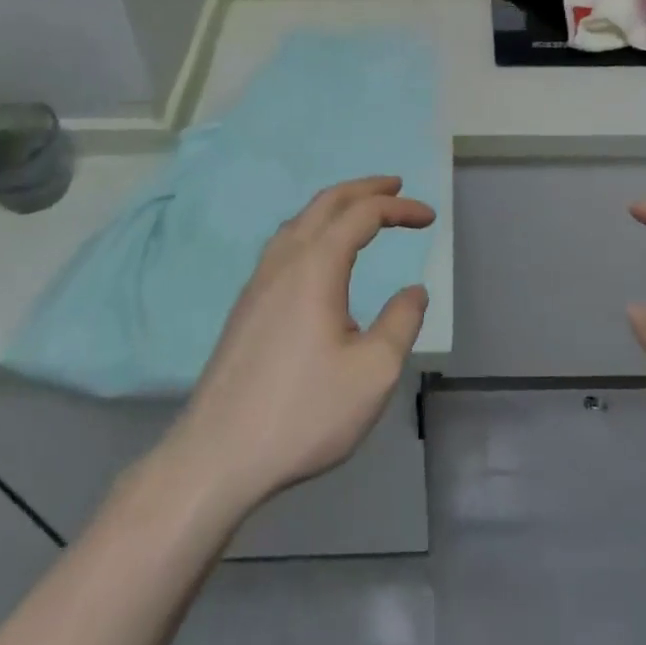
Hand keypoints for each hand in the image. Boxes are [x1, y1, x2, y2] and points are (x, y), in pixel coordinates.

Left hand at [170, 176, 434, 512]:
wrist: (216, 457)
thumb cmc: (303, 413)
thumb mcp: (373, 373)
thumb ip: (401, 323)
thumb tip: (413, 291)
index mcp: (316, 266)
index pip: (363, 214)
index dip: (400, 208)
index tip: (429, 218)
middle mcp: (284, 261)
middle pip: (326, 203)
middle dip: (364, 189)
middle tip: (396, 187)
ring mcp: (258, 282)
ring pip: (300, 221)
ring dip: (335, 206)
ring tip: (361, 212)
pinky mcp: (246, 306)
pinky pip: (284, 244)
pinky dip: (314, 229)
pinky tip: (319, 257)